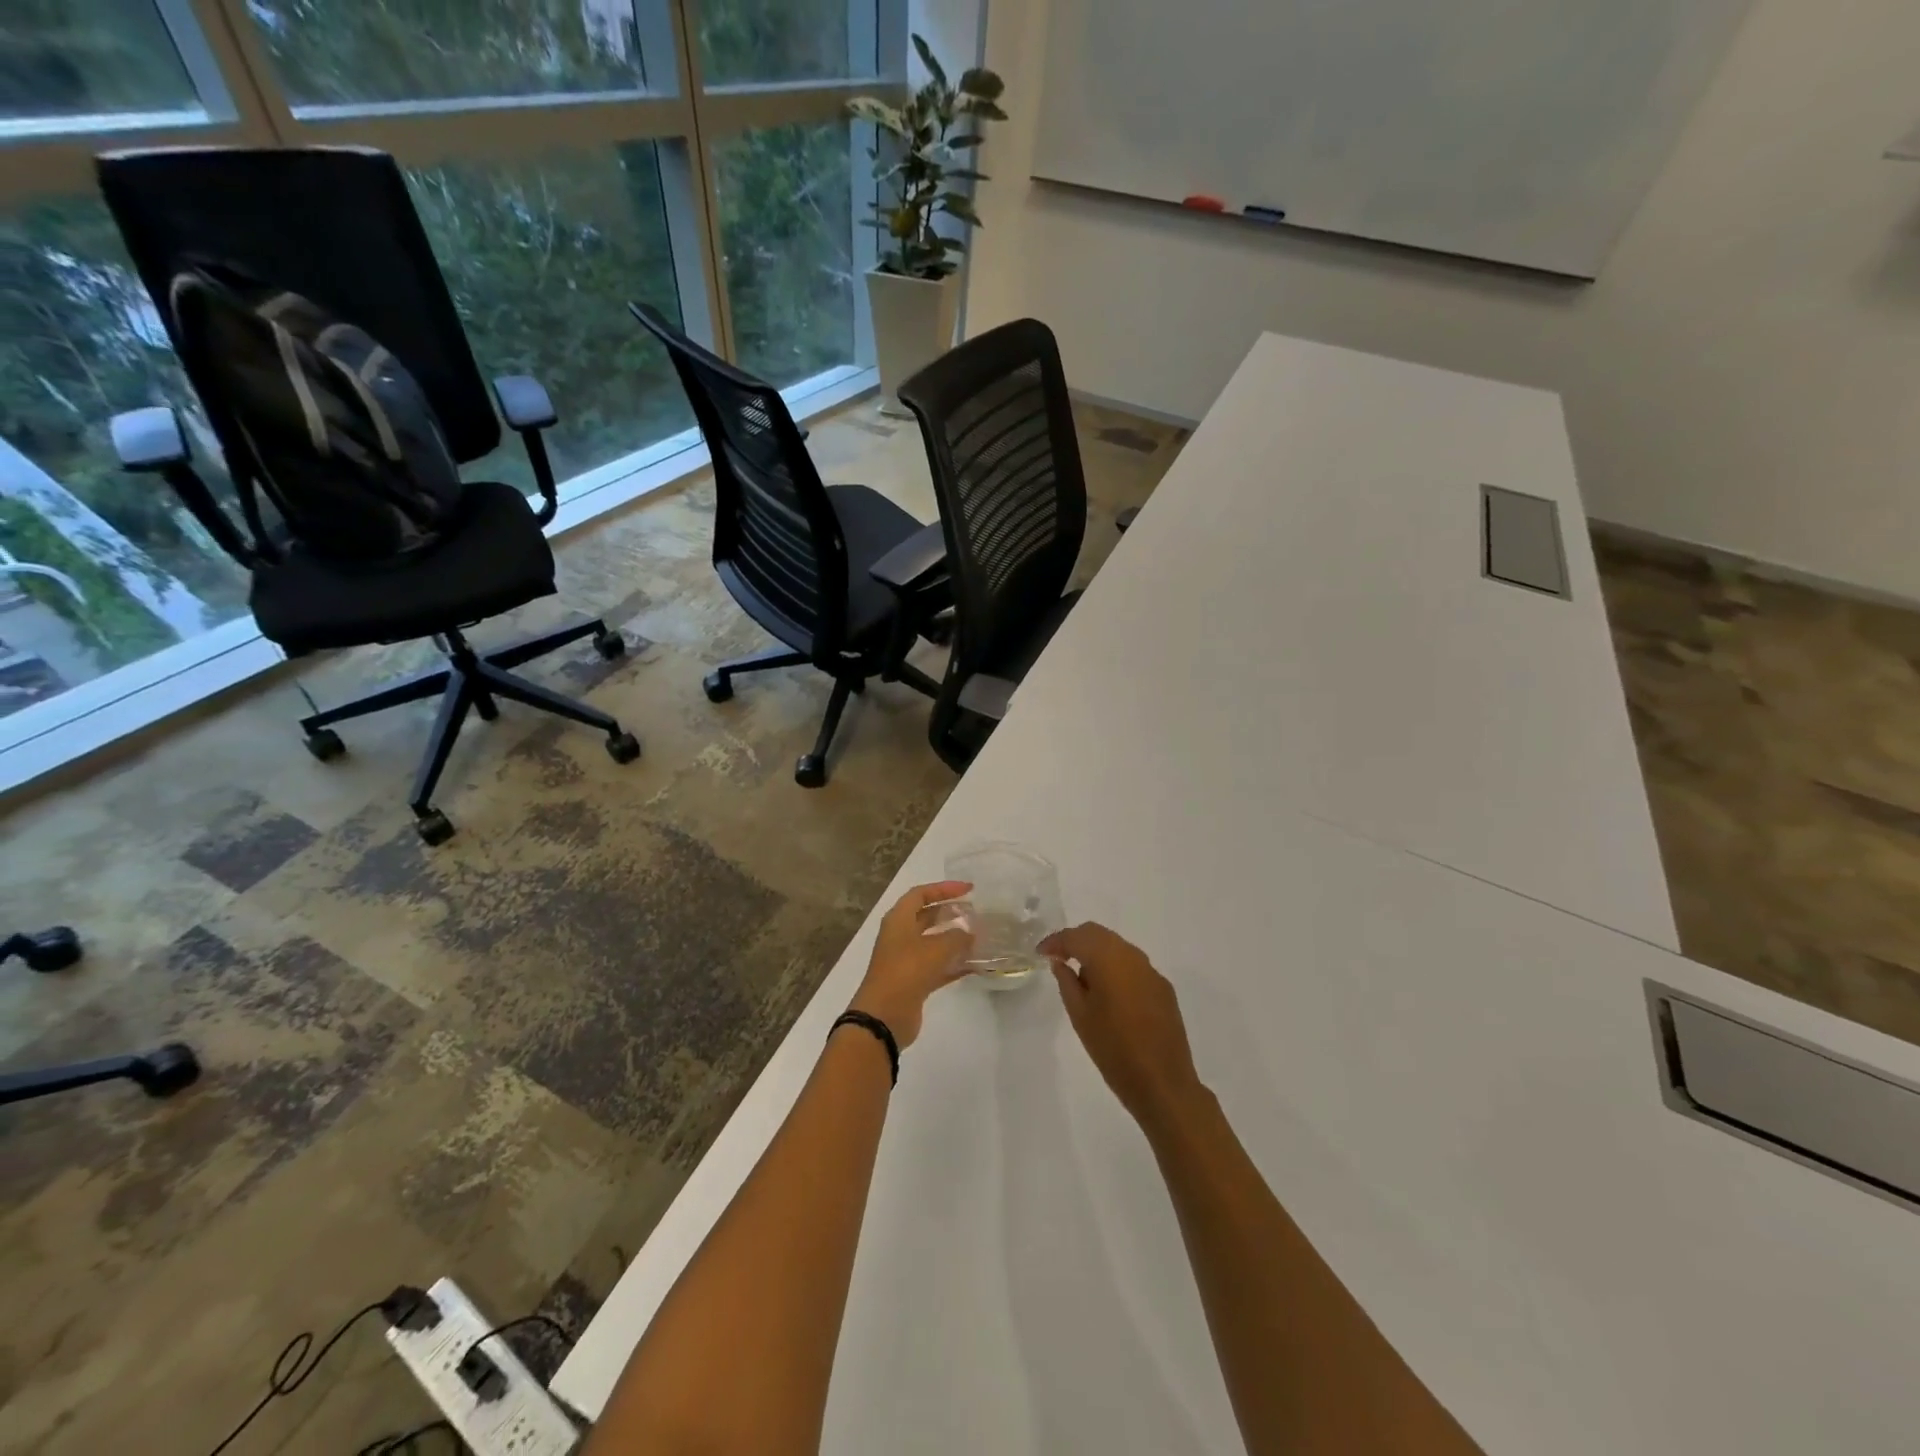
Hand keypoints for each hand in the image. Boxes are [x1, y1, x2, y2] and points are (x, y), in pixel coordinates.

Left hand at [848, 881, 975, 1048]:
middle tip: (975, 913)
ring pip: (933, 943)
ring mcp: (906, 960)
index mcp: (898, 920)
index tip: (969, 890)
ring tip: (979, 937)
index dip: (944, 889)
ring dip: (954, 940)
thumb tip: (970, 934)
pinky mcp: (913, 982)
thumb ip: (957, 938)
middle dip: (950, 913)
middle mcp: (900, 936)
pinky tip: (975, 965)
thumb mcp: (936, 949)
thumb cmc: (907, 971)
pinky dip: (954, 964)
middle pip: (926, 917)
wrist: (884, 1016)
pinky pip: (937, 967)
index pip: (921, 894)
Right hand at [1042, 923, 1207, 1129]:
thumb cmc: (1113, 1049)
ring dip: (1097, 954)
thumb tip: (1060, 962)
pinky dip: (1116, 969)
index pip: (1076, 936)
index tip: (1041, 953)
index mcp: (1108, 959)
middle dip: (1076, 941)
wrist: (1162, 1083)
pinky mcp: (1163, 988)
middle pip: (1099, 934)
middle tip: (1058, 958)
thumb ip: (1067, 982)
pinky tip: (1109, 994)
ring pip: (1118, 947)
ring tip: (1082, 978)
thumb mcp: (1079, 1015)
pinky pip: (1134, 966)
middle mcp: (1132, 956)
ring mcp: (1151, 971)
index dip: (1056, 941)